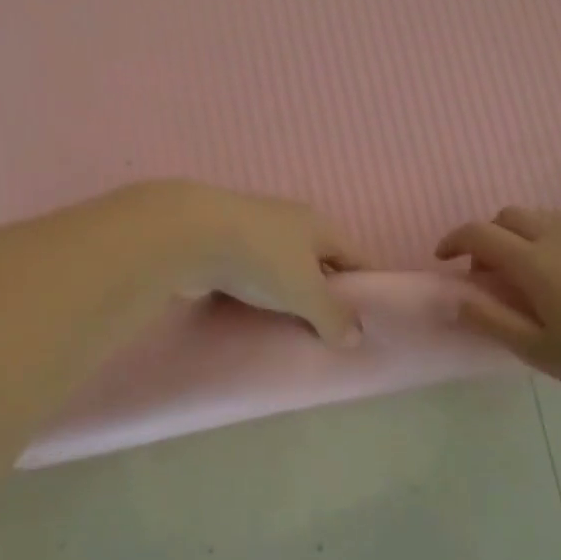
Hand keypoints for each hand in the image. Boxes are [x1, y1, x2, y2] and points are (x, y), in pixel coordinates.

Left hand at [129, 181, 367, 345]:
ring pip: (281, 267)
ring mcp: (253, 230)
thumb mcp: (304, 292)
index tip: (371, 315)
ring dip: (287, 293)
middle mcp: (289, 222)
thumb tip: (356, 337)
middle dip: (324, 291)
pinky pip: (250, 274)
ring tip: (292, 327)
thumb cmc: (260, 258)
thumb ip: (332, 315)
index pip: (355, 256)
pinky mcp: (221, 244)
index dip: (366, 285)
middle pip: (318, 261)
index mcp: (319, 226)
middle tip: (331, 328)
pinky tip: (253, 315)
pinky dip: (255, 293)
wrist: (189, 234)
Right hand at [435, 207, 560, 400]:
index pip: (479, 234)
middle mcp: (559, 234)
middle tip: (490, 276)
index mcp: (534, 262)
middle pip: (508, 216)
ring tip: (530, 274)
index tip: (444, 261)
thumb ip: (493, 322)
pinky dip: (557, 235)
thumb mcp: (542, 352)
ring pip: (543, 215)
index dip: (453, 241)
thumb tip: (455, 298)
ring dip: (521, 235)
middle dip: (488, 238)